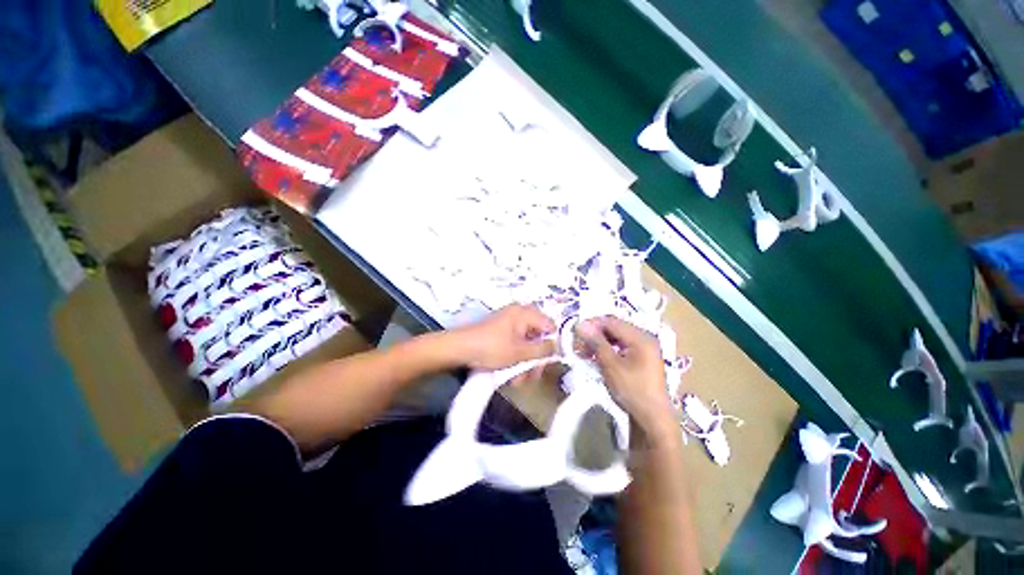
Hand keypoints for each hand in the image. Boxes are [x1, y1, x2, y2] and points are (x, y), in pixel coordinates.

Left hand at [451, 304, 556, 370]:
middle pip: (538, 337)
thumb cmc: (492, 347)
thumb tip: (557, 347)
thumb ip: (542, 350)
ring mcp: (509, 324)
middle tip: (533, 376)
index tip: (549, 361)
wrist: (459, 349)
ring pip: (526, 344)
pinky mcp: (501, 333)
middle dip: (536, 359)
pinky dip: (515, 359)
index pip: (550, 325)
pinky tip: (510, 375)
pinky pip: (515, 345)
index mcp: (525, 313)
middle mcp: (518, 315)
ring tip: (518, 380)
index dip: (553, 343)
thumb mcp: (520, 352)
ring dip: (525, 363)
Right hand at [576, 316, 674, 433]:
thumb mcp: (611, 365)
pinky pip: (622, 346)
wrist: (653, 419)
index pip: (611, 321)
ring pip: (617, 337)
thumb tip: (580, 324)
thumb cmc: (632, 390)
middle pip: (615, 328)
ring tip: (585, 352)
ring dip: (600, 342)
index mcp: (641, 337)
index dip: (592, 324)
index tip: (575, 332)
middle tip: (579, 343)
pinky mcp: (642, 359)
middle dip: (595, 333)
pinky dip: (608, 349)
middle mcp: (645, 338)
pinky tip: (598, 357)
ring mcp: (645, 349)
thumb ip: (596, 342)